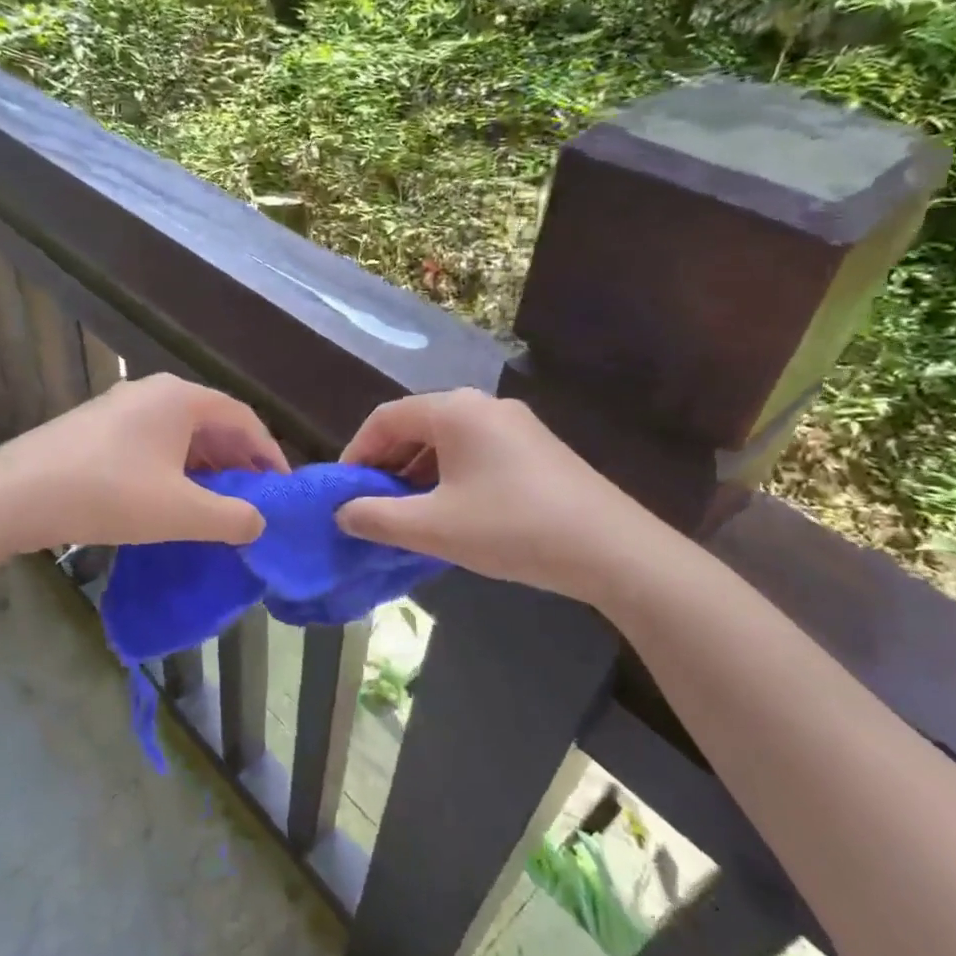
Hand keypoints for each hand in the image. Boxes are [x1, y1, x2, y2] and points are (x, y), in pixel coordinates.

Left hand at [0, 374, 285, 552]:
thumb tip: (258, 523)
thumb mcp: (180, 512)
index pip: (243, 418)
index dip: (269, 453)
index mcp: (180, 398)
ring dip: (206, 467)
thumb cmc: (109, 494)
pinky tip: (172, 500)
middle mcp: (152, 392)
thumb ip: (231, 518)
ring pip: (180, 434)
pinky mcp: (96, 429)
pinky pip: (152, 443)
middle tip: (254, 499)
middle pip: (212, 423)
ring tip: (218, 504)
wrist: (16, 495)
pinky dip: (174, 468)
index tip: (282, 488)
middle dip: (238, 462)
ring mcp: (120, 408)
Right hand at [335, 388, 672, 603]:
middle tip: (371, 505)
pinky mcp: (537, 449)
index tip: (343, 491)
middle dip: (387, 465)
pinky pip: (476, 453)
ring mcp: (516, 425)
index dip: (356, 453)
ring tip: (406, 514)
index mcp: (455, 410)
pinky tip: (450, 514)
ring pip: (447, 441)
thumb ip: (376, 518)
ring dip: (417, 473)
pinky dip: (449, 477)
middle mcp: (484, 405)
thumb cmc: (512, 528)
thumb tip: (342, 513)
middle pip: (417, 426)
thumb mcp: (433, 528)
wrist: (612, 549)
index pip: (386, 418)